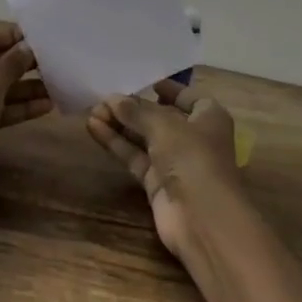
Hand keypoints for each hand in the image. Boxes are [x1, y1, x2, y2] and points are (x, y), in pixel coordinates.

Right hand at [87, 78, 242, 259]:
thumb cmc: (193, 159)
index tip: (143, 81)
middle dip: (133, 108)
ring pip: (143, 137)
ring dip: (120, 124)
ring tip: (92, 111)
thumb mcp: (164, 126)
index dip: (168, 89)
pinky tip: (94, 128)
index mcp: (209, 118)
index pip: (188, 97)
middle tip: (103, 98)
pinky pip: (134, 156)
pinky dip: (116, 143)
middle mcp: (193, 137)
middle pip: (160, 117)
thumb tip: (112, 99)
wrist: (202, 220)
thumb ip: (136, 111)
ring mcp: (174, 162)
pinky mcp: (156, 183)